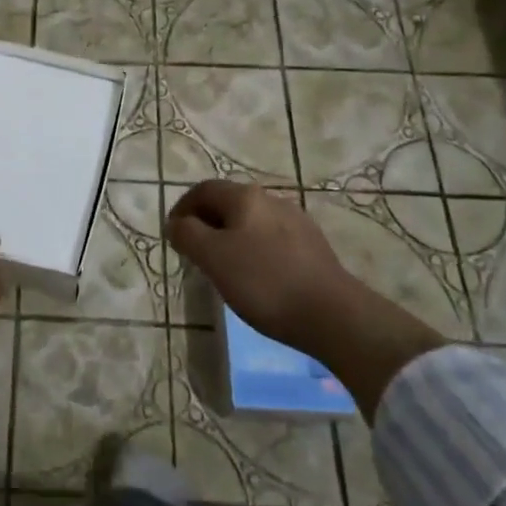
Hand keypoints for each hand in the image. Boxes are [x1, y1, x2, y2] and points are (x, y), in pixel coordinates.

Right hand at [166, 180, 351, 353]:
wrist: (333, 315)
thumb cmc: (264, 281)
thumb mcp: (213, 257)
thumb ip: (188, 234)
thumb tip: (176, 223)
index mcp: (245, 197)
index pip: (203, 190)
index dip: (182, 208)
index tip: (172, 234)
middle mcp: (271, 200)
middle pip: (228, 203)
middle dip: (206, 223)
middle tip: (193, 252)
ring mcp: (296, 222)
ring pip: (251, 222)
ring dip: (230, 237)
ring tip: (222, 267)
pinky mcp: (312, 247)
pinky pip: (271, 240)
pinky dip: (253, 250)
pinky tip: (256, 277)